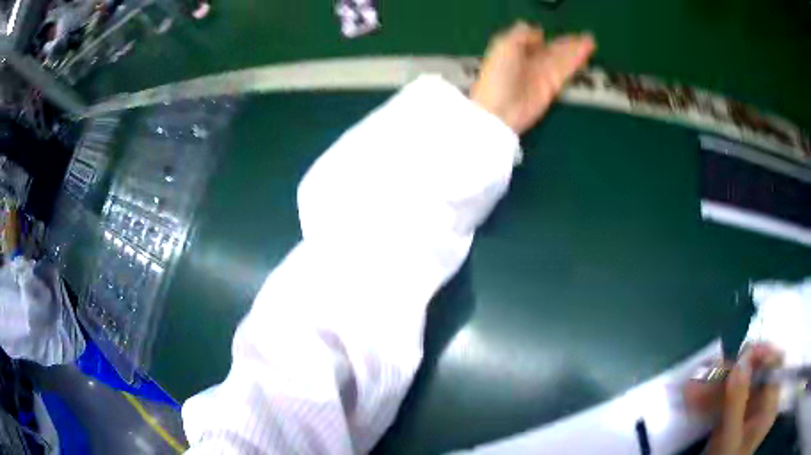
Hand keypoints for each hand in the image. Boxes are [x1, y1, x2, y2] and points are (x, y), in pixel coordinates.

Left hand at [470, 22, 594, 133]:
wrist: (501, 109)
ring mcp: (541, 75)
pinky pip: (565, 70)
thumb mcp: (504, 46)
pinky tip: (584, 55)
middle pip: (551, 50)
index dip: (540, 36)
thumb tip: (538, 33)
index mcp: (513, 51)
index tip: (546, 33)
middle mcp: (529, 62)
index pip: (531, 41)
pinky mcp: (551, 87)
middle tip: (583, 36)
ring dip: (575, 50)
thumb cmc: (498, 75)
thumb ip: (521, 35)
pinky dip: (575, 62)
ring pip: (561, 58)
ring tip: (590, 41)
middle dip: (566, 43)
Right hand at [684, 344, 782, 454]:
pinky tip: (692, 400)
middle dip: (728, 374)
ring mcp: (749, 414)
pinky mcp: (735, 420)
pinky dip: (710, 401)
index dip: (761, 356)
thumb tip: (742, 359)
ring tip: (689, 387)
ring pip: (736, 390)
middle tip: (704, 371)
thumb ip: (738, 402)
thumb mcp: (729, 440)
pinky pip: (725, 404)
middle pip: (753, 378)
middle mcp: (763, 406)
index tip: (741, 353)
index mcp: (769, 409)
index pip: (774, 368)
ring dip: (714, 387)